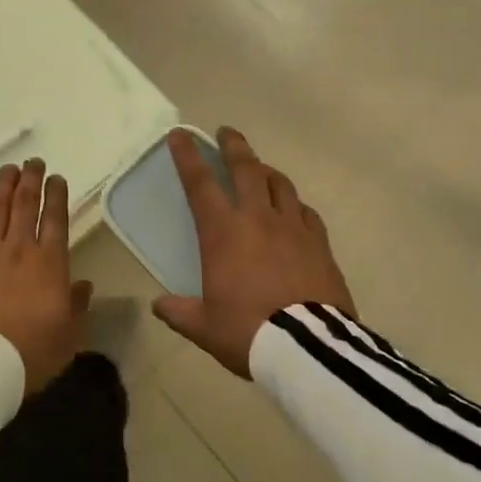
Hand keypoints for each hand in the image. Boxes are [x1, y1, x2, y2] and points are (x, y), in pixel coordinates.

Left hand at [0, 158, 92, 393]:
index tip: (57, 178)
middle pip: (25, 205)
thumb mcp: (68, 337)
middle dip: (31, 180)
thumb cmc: (30, 354)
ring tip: (9, 169)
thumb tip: (83, 285)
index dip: (57, 196)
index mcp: (49, 264)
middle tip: (34, 162)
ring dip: (4, 186)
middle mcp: (19, 249)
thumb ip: (76, 307)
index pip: (55, 220)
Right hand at [152, 127, 354, 377]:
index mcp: (223, 233)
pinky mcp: (321, 244)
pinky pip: (306, 212)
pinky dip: (295, 204)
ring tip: (260, 167)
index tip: (180, 135)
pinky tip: (294, 209)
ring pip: (280, 184)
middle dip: (233, 146)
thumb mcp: (204, 326)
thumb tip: (159, 305)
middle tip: (226, 132)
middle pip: (246, 169)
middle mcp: (258, 219)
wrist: (309, 349)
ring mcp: (294, 228)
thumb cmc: (248, 331)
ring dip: (266, 170)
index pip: (200, 184)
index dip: (187, 156)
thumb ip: (179, 312)